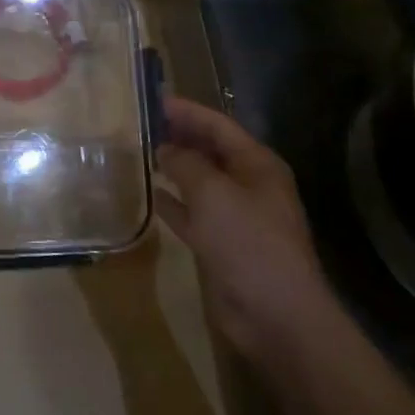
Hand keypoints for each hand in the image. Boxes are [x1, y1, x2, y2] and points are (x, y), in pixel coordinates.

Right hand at [156, 96, 338, 355]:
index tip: (152, 100)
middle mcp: (249, 184)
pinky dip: (172, 202)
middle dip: (178, 136)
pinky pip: (192, 212)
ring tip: (138, 152)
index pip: (218, 125)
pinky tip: (148, 193)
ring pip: (199, 181)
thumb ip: (185, 163)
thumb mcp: (213, 193)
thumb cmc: (248, 242)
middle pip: (209, 150)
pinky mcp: (221, 243)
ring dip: (173, 167)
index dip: (186, 111)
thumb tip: (164, 148)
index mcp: (257, 164)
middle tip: (139, 124)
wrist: (275, 314)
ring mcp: (236, 215)